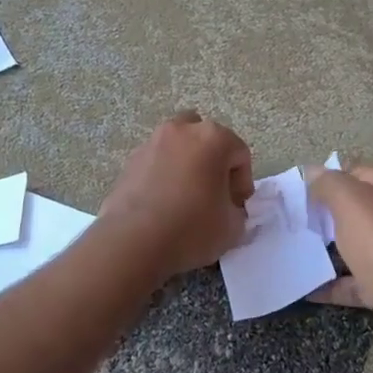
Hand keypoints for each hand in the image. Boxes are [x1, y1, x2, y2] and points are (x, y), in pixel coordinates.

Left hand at [100, 112, 253, 278]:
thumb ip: (236, 210)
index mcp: (213, 138)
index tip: (236, 206)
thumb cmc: (191, 228)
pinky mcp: (129, 161)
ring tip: (186, 198)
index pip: (239, 154)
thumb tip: (226, 208)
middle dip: (213, 162)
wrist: (132, 242)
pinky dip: (164, 176)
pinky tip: (163, 205)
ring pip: (178, 147)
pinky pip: (156, 163)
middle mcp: (182, 131)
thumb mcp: (232, 227)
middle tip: (214, 194)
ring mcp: (152, 143)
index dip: (242, 183)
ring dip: (187, 165)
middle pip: (206, 139)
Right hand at [305, 164, 372, 372]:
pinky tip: (306, 289)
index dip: (329, 180)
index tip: (299, 194)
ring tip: (295, 253)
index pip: (359, 173)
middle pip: (361, 211)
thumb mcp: (353, 203)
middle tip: (294, 223)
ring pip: (360, 248)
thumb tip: (312, 171)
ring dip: (330, 251)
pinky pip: (359, 283)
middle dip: (328, 216)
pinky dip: (335, 285)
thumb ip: (330, 184)